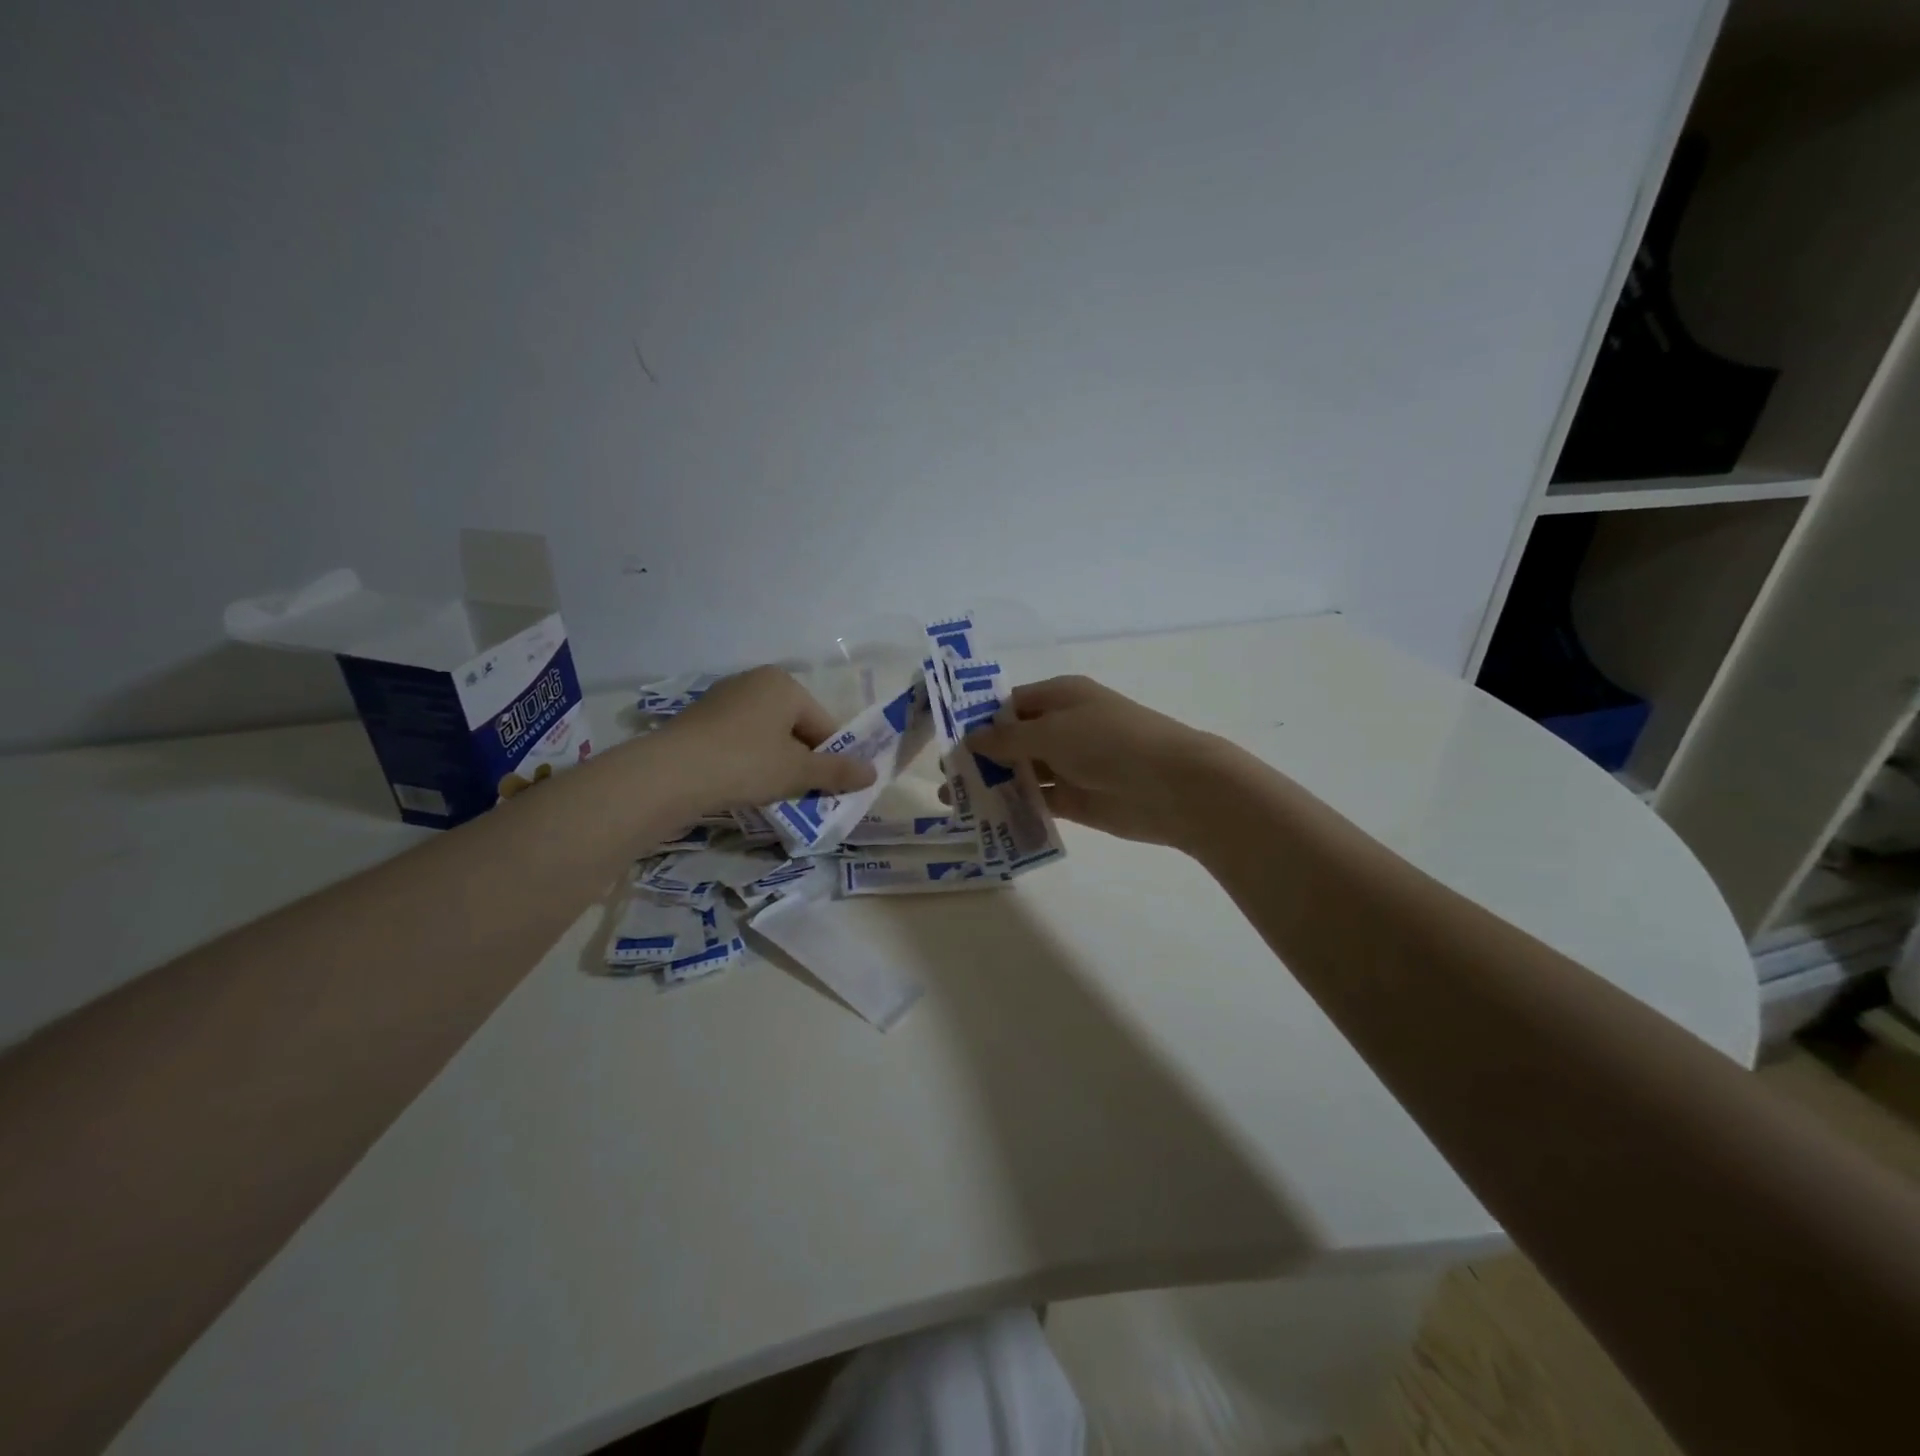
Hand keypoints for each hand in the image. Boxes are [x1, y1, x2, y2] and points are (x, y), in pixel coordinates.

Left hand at [655, 667, 877, 809]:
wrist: (670, 773)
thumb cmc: (745, 763)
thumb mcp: (798, 772)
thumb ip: (838, 771)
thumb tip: (873, 773)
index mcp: (784, 685)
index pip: (824, 724)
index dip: (831, 758)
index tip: (828, 788)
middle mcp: (755, 682)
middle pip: (795, 727)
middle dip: (802, 760)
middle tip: (800, 793)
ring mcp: (723, 698)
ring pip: (766, 735)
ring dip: (775, 763)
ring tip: (770, 793)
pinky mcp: (699, 719)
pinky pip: (739, 740)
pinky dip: (747, 761)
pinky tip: (741, 785)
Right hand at [963, 675, 1224, 846]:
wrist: (1172, 786)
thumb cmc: (1109, 742)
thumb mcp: (1052, 732)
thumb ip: (1008, 738)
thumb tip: (970, 737)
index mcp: (1060, 697)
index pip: (1010, 704)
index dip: (978, 720)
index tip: (943, 740)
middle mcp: (1063, 727)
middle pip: (1013, 740)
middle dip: (979, 757)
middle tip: (943, 778)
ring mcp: (1070, 764)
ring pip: (1023, 773)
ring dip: (993, 785)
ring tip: (954, 803)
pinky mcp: (1077, 799)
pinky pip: (1039, 801)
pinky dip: (1016, 808)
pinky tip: (986, 819)